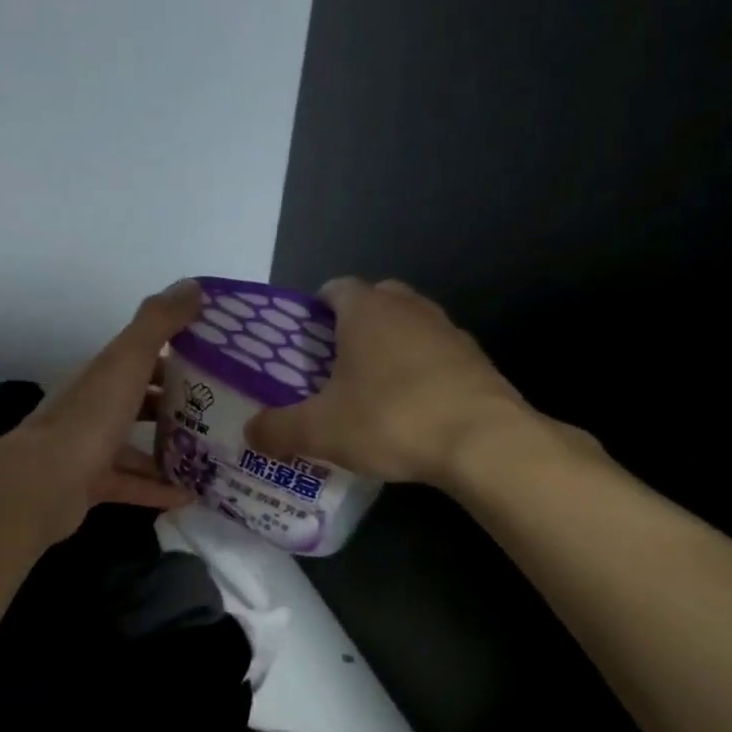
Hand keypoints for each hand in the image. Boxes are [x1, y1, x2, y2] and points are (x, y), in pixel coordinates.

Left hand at [11, 280, 203, 536]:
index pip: (141, 358)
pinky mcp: (92, 485)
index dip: (176, 356)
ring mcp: (91, 449)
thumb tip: (194, 285)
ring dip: (171, 449)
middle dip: (178, 405)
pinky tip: (191, 495)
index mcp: (102, 375)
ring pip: (136, 445)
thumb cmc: (90, 418)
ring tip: (213, 455)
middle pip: (140, 401)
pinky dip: (159, 488)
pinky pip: (133, 485)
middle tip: (222, 412)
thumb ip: (158, 323)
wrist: (44, 483)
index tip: (217, 363)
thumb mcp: (127, 360)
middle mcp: (95, 408)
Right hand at [244, 277, 546, 487]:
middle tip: (332, 365)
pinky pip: (435, 356)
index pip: (334, 288)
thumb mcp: (319, 431)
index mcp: (366, 311)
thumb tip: (249, 432)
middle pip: (374, 302)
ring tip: (370, 390)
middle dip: (352, 326)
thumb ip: (277, 429)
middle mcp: (409, 308)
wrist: (482, 442)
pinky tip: (410, 410)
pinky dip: (419, 372)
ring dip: (389, 348)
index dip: (314, 310)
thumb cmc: (390, 420)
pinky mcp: (475, 361)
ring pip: (408, 327)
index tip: (303, 342)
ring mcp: (448, 331)